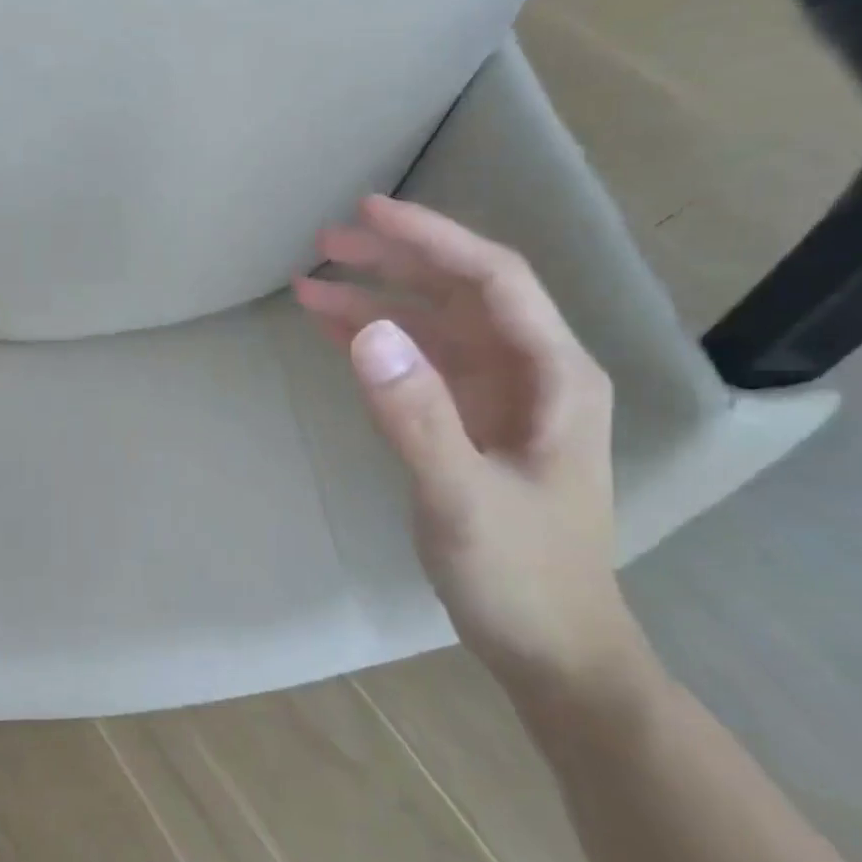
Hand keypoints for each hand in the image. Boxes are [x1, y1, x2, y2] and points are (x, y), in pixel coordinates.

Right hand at [294, 195, 647, 700]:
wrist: (551, 649)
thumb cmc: (520, 576)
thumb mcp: (462, 497)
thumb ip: (416, 415)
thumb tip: (365, 332)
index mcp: (553, 376)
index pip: (492, 280)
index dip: (431, 238)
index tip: (369, 212)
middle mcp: (529, 374)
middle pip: (458, 294)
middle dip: (392, 262)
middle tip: (322, 242)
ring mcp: (496, 401)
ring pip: (431, 329)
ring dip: (373, 303)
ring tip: (308, 284)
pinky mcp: (466, 427)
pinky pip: (416, 369)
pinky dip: (374, 347)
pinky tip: (332, 334)